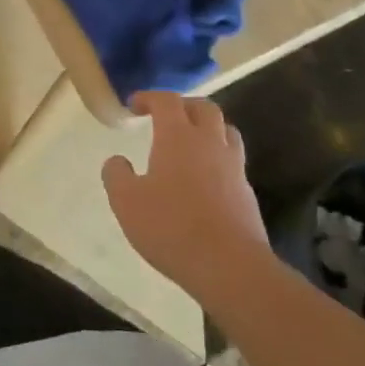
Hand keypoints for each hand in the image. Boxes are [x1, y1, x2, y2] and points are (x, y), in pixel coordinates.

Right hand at [102, 92, 273, 301]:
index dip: (149, 97)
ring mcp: (234, 168)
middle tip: (165, 117)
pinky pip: (233, 161)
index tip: (134, 105)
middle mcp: (209, 143)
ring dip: (207, 128)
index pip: (166, 101)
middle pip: (204, 107)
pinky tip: (205, 179)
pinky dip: (218, 158)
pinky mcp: (247, 193)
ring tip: (190, 142)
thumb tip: (117, 160)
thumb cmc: (171, 228)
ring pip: (226, 131)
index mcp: (178, 137)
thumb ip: (116, 175)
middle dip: (183, 105)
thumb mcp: (126, 202)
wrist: (231, 268)